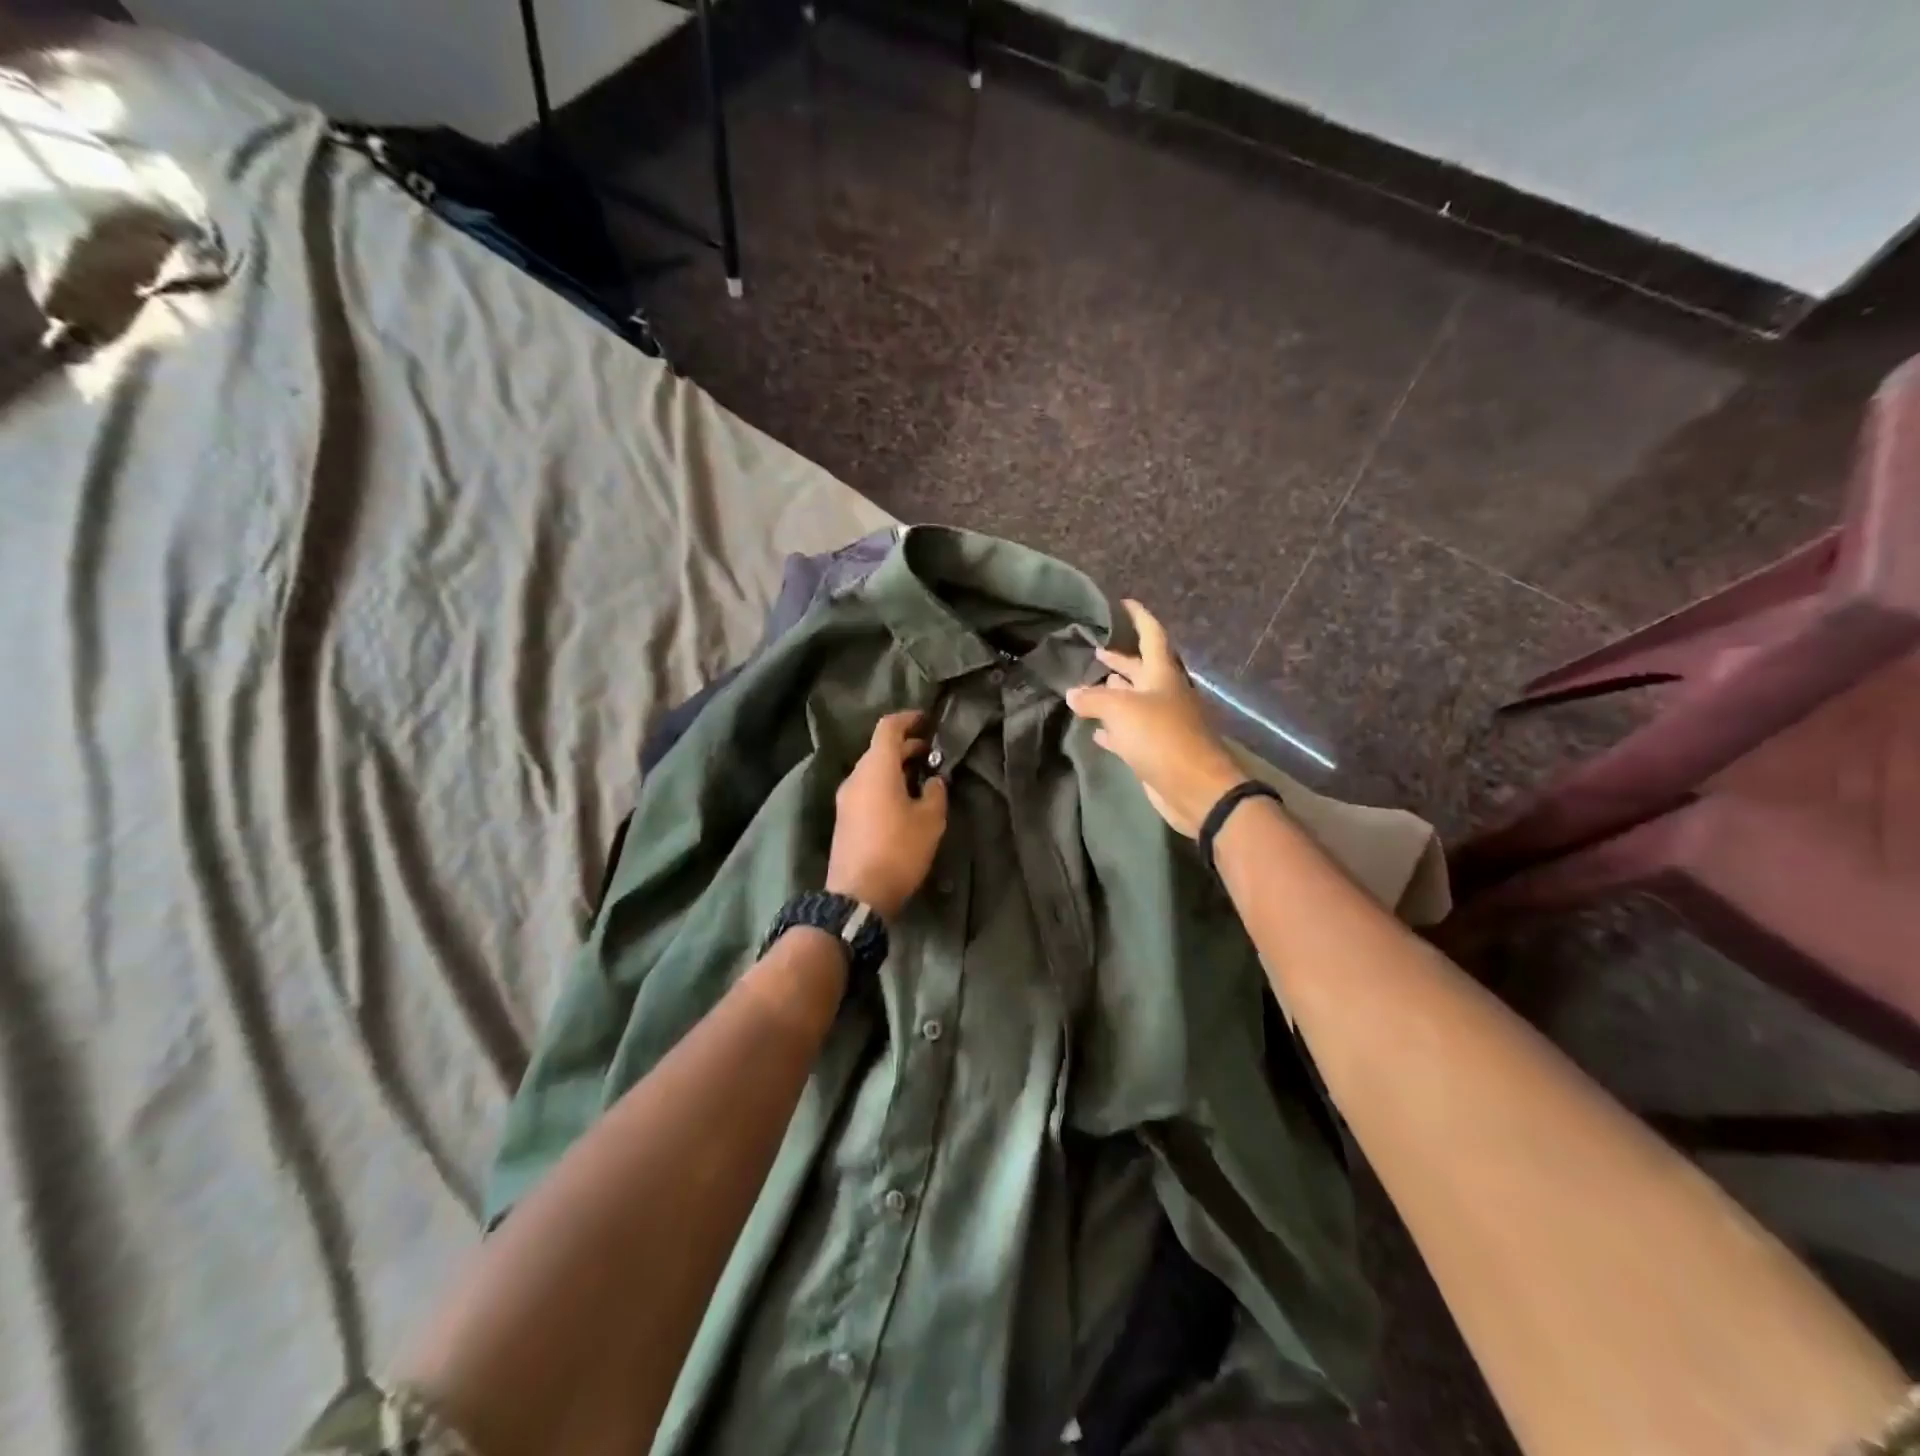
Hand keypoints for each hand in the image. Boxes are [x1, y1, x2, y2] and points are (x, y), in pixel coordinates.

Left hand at [826, 710, 950, 918]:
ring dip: (896, 767)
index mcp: (876, 768)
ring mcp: (846, 798)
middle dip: (906, 746)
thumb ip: (936, 792)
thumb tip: (934, 780)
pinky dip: (886, 784)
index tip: (927, 720)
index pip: (888, 727)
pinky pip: (867, 788)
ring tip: (922, 778)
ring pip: (873, 770)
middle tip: (932, 753)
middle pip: (880, 748)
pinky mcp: (844, 818)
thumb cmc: (898, 850)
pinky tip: (905, 801)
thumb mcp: (930, 820)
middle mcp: (856, 776)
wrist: (858, 894)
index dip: (908, 719)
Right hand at [1065, 601, 1244, 837]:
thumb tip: (1072, 693)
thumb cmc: (1161, 737)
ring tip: (1090, 686)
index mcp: (1162, 675)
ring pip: (1134, 701)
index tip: (1125, 603)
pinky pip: (1130, 733)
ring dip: (1114, 693)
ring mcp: (1162, 723)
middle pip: (1140, 670)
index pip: (1152, 636)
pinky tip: (1097, 730)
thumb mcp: (1120, 710)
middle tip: (1097, 652)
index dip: (1139, 617)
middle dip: (1120, 660)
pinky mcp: (1156, 750)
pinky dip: (1113, 729)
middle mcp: (1164, 694)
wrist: (1194, 788)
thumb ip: (1093, 698)